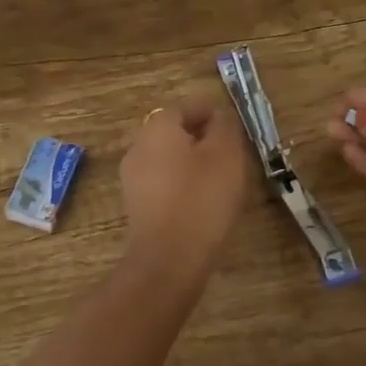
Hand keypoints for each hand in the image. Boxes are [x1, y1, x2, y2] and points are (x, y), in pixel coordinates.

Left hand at [121, 96, 251, 277]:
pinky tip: (203, 201)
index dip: (209, 111)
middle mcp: (139, 147)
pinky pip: (163, 183)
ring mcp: (134, 179)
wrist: (169, 258)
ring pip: (168, 159)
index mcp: (158, 128)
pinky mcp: (137, 206)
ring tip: (222, 178)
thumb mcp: (226, 154)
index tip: (232, 124)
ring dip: (193, 162)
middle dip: (201, 137)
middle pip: (173, 132)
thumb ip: (224, 127)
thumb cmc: (201, 198)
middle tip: (231, 151)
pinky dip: (183, 184)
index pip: (184, 106)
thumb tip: (218, 117)